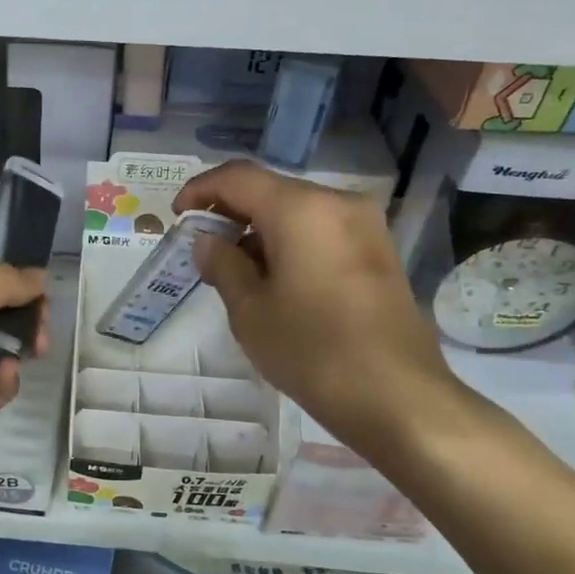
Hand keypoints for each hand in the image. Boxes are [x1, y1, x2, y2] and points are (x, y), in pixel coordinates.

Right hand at [174, 160, 466, 456]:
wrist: (397, 395)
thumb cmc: (312, 350)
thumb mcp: (250, 310)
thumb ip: (223, 264)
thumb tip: (207, 241)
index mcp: (301, 209)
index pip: (237, 177)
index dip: (200, 190)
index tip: (177, 217)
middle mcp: (337, 203)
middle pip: (270, 190)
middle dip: (231, 212)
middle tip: (203, 248)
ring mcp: (365, 225)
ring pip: (297, 211)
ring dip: (260, 230)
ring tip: (236, 271)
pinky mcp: (378, 250)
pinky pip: (321, 230)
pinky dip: (290, 242)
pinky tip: (276, 279)